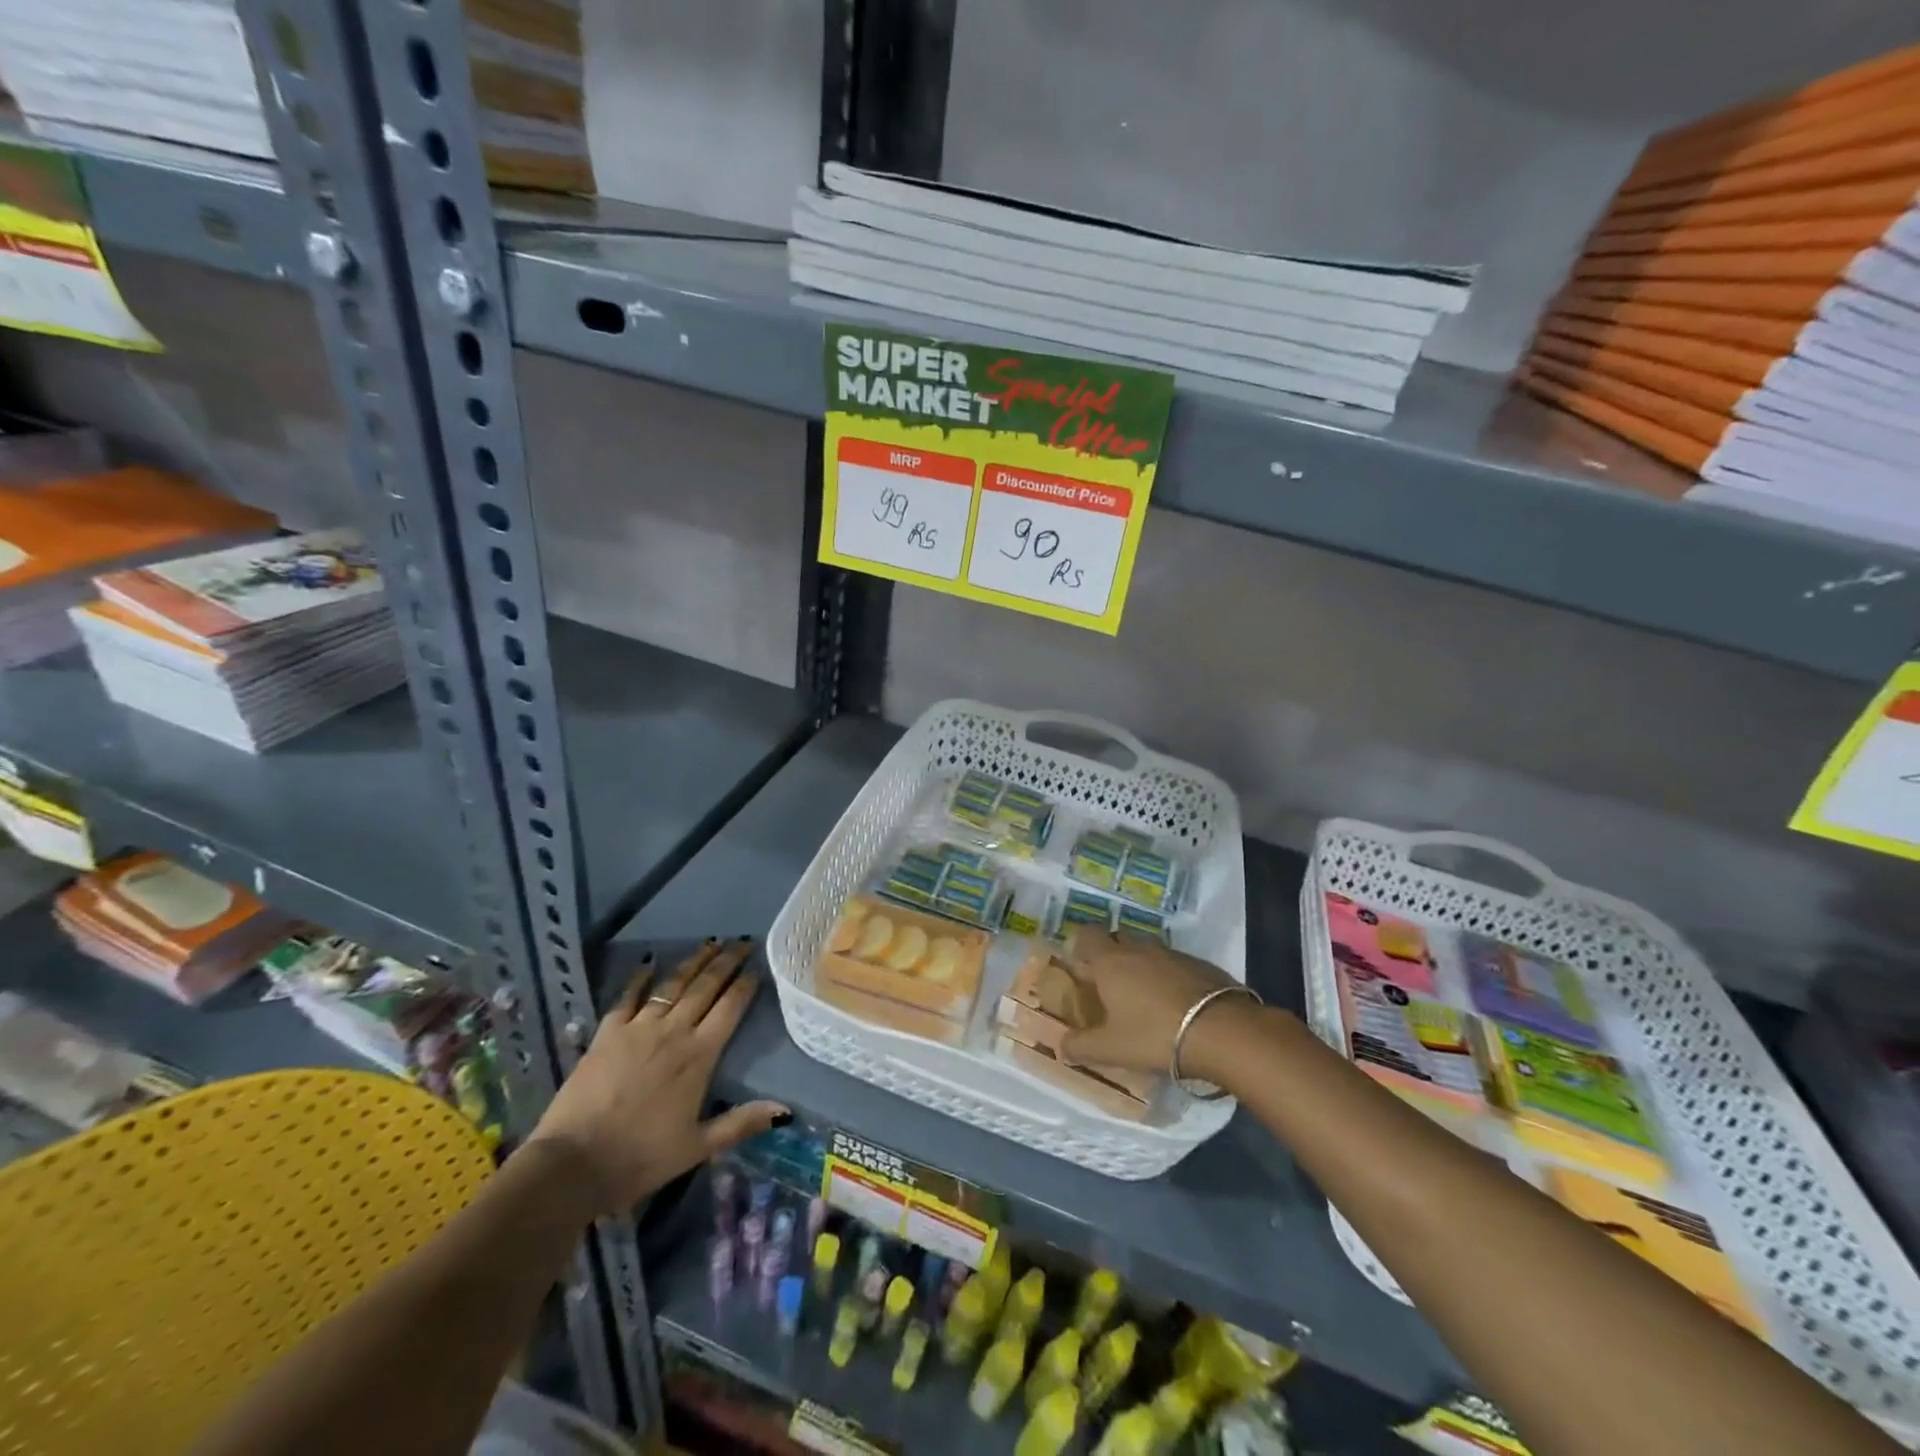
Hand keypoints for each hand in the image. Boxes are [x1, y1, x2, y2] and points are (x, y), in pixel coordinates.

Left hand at [525, 938, 787, 1217]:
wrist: (573, 1164)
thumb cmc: (640, 1157)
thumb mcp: (697, 1147)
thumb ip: (741, 1122)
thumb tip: (785, 1110)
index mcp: (699, 1056)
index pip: (730, 1009)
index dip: (745, 986)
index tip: (757, 968)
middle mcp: (673, 1032)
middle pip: (705, 987)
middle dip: (726, 962)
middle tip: (741, 942)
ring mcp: (638, 1028)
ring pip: (672, 985)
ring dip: (693, 962)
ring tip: (709, 943)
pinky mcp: (607, 1033)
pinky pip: (627, 997)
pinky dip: (639, 978)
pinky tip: (648, 963)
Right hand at [1059, 929, 1250, 1080]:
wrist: (1221, 1031)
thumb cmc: (1154, 1035)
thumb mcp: (1111, 1049)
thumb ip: (1080, 1047)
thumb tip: (1061, 1046)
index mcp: (1110, 961)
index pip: (1087, 934)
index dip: (1081, 947)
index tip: (1082, 970)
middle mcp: (1138, 949)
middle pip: (1116, 939)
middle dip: (1110, 956)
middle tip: (1110, 987)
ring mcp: (1171, 953)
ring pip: (1146, 951)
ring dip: (1141, 967)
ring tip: (1144, 998)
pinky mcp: (1199, 963)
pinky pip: (1173, 963)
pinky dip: (1168, 977)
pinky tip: (1175, 1004)